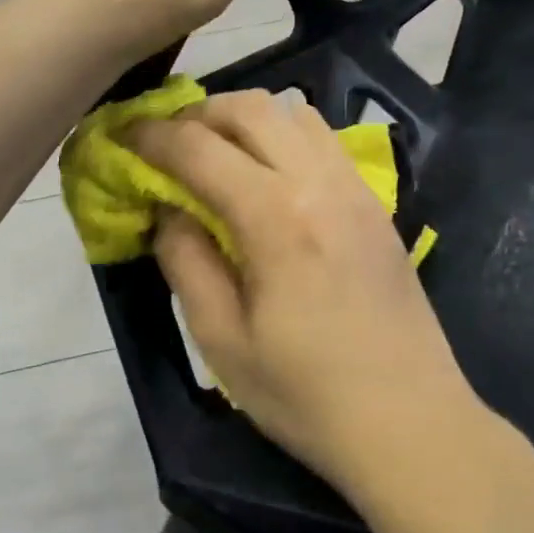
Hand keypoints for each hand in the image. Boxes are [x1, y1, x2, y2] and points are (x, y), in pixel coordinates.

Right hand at [129, 90, 478, 495]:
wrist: (410, 423)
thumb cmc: (306, 394)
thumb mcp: (222, 339)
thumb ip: (186, 261)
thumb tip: (167, 209)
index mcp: (276, 217)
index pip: (200, 148)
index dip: (152, 137)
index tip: (123, 138)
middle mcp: (320, 183)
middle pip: (251, 108)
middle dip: (198, 114)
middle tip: (167, 145)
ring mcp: (357, 189)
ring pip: (293, 113)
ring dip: (244, 120)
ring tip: (215, 154)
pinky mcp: (376, 205)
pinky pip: (324, 140)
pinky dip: (284, 135)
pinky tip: (268, 175)